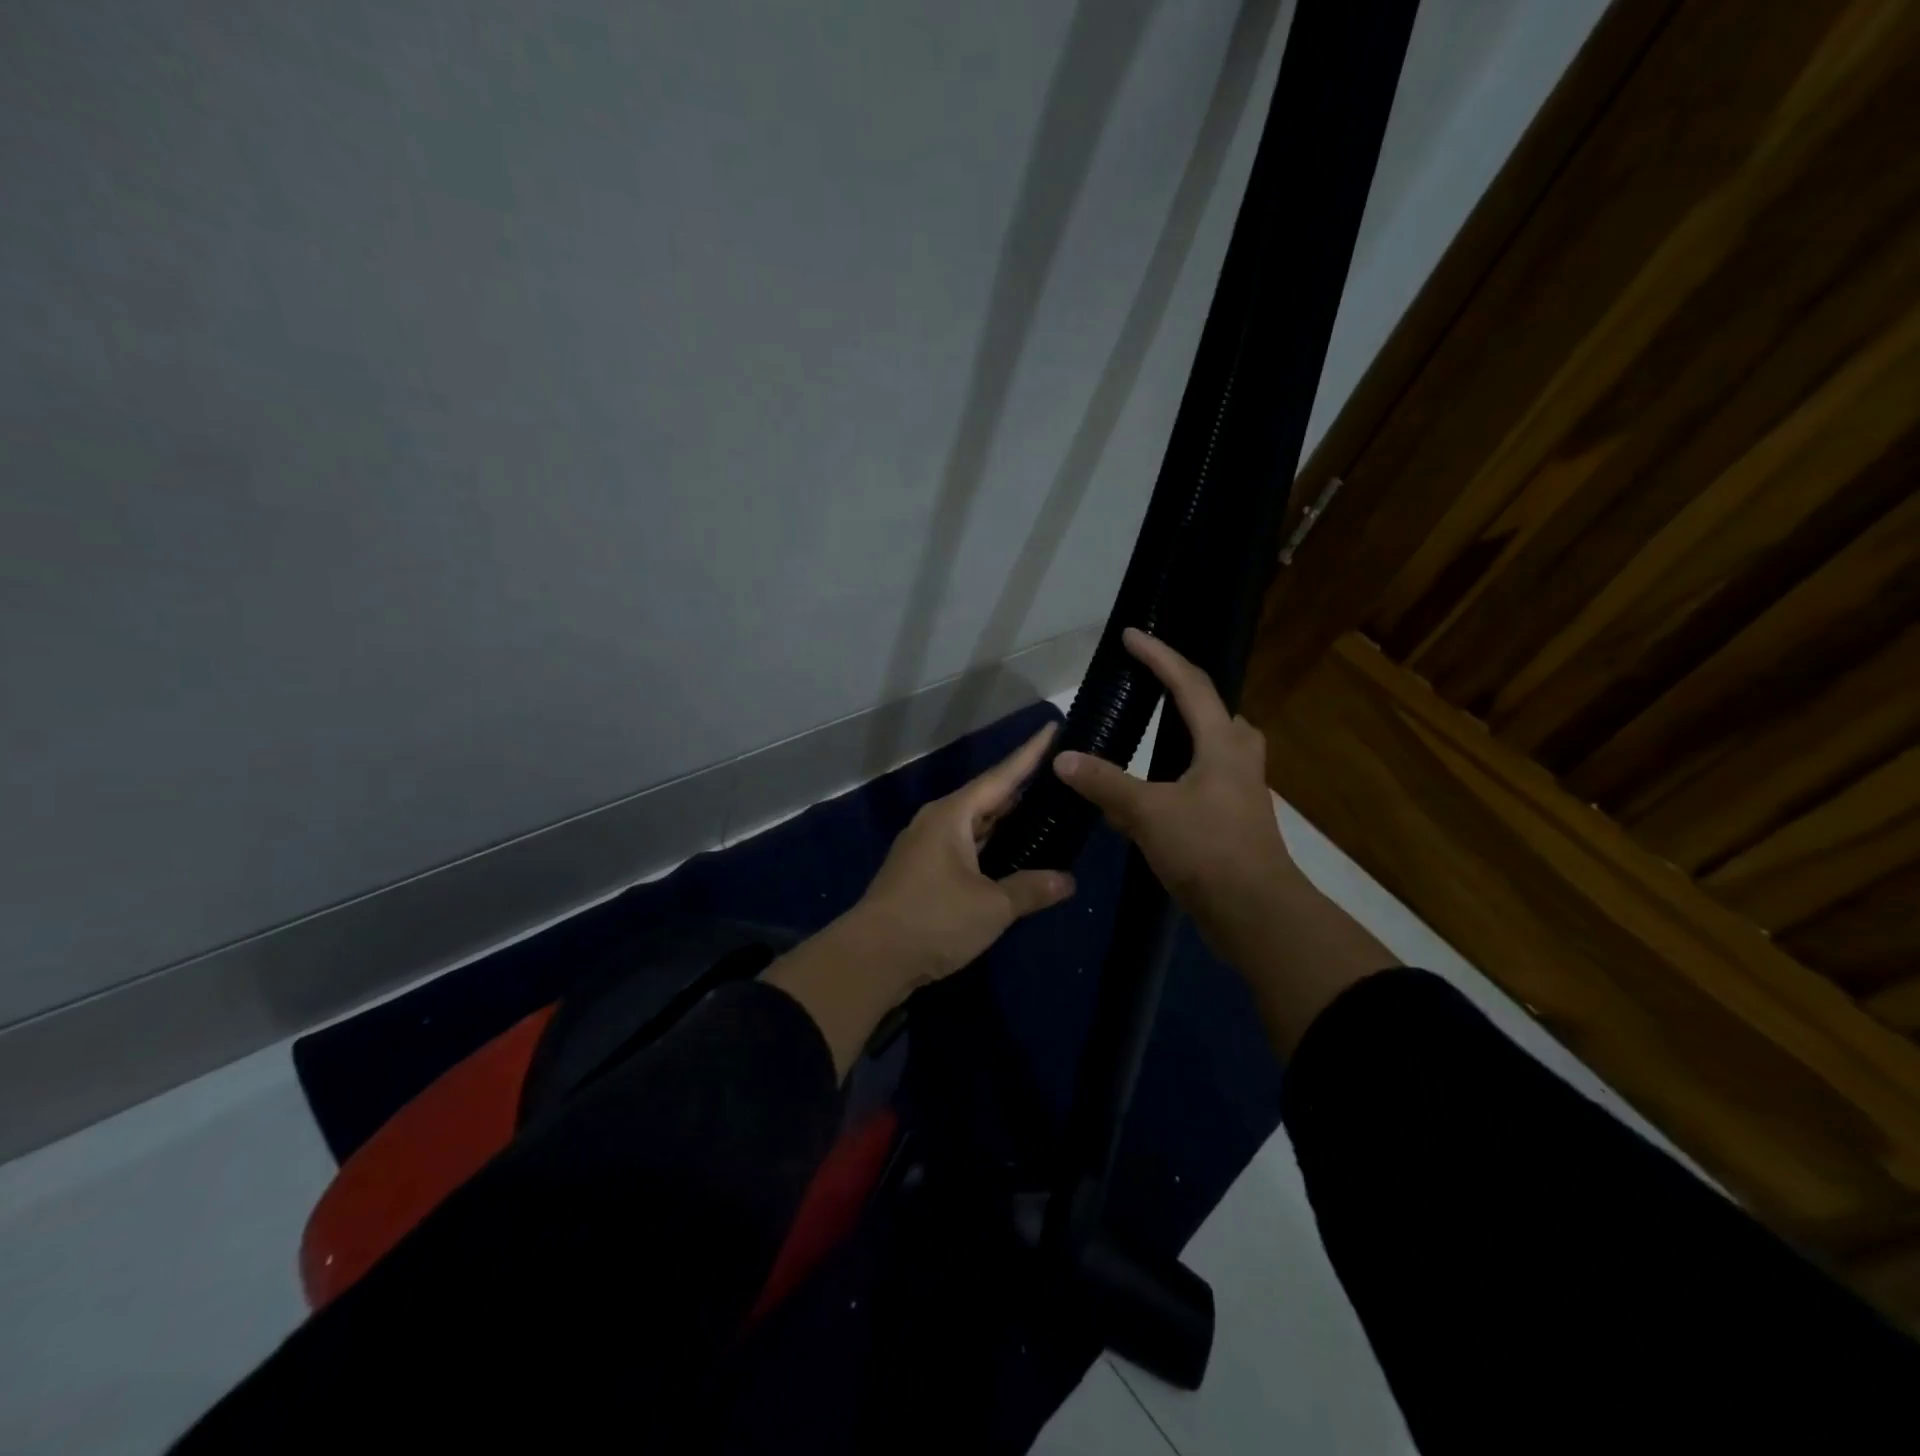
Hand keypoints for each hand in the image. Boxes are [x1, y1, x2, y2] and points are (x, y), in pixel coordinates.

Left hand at [765, 723, 1074, 1075]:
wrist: (870, 958)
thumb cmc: (933, 920)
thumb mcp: (991, 906)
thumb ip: (1030, 889)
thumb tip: (1067, 881)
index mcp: (952, 816)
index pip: (1001, 777)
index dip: (1029, 755)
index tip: (1052, 728)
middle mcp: (937, 823)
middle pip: (988, 799)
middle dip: (1022, 790)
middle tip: (1060, 779)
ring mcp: (926, 847)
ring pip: (975, 826)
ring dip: (1006, 823)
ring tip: (1045, 814)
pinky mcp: (922, 873)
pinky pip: (965, 848)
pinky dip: (991, 848)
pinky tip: (1012, 856)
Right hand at [1052, 629, 1298, 969]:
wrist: (1253, 912)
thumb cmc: (1206, 849)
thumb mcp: (1148, 811)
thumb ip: (1105, 782)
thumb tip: (1063, 758)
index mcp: (1222, 742)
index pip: (1189, 683)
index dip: (1159, 656)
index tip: (1131, 635)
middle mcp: (1237, 757)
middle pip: (1214, 709)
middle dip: (1183, 690)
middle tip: (1151, 682)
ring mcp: (1239, 789)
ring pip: (1212, 746)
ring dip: (1185, 732)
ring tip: (1152, 730)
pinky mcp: (1234, 818)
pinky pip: (1203, 779)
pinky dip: (1176, 773)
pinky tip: (1149, 792)